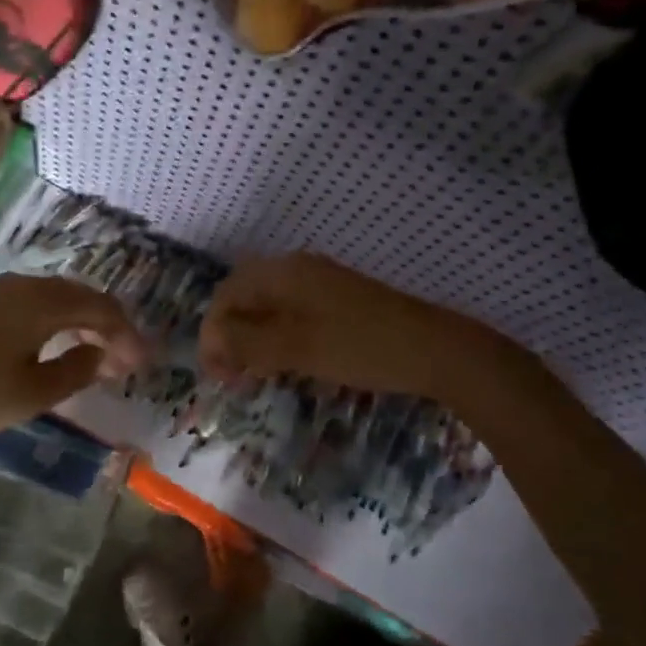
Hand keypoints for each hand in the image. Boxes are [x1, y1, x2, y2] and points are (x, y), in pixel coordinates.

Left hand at [0, 274, 146, 468]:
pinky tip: (38, 346)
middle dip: (104, 325)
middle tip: (120, 360)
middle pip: (74, 295)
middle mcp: (15, 285)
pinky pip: (18, 304)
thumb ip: (74, 371)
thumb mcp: (29, 394)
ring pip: (44, 297)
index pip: (100, 307)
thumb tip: (103, 354)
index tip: (143, 363)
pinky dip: (43, 321)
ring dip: (73, 321)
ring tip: (86, 352)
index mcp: (39, 302)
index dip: (128, 334)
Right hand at [198, 253, 467, 396]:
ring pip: (266, 307)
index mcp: (283, 272)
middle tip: (232, 376)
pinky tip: (282, 362)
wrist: (434, 350)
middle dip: (229, 336)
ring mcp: (319, 283)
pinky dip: (275, 337)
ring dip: (251, 339)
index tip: (217, 375)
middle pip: (244, 298)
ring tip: (253, 374)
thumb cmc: (359, 346)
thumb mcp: (295, 347)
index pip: (227, 296)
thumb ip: (246, 341)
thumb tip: (211, 340)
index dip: (212, 334)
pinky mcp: (336, 300)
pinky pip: (289, 313)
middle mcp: (296, 269)